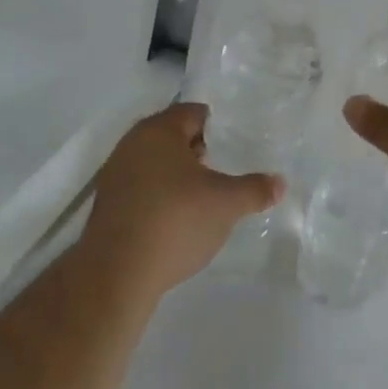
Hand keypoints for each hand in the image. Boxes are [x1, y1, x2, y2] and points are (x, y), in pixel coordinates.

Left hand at [81, 103, 284, 299]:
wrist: (115, 275)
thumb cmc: (175, 221)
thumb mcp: (226, 204)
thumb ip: (255, 189)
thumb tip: (280, 183)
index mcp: (159, 130)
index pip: (195, 113)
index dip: (219, 127)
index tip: (238, 144)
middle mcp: (132, 144)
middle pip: (174, 136)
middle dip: (199, 151)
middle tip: (225, 169)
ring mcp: (115, 175)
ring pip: (156, 163)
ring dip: (179, 175)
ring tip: (205, 197)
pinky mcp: (107, 206)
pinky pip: (142, 188)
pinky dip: (161, 196)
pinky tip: (178, 219)